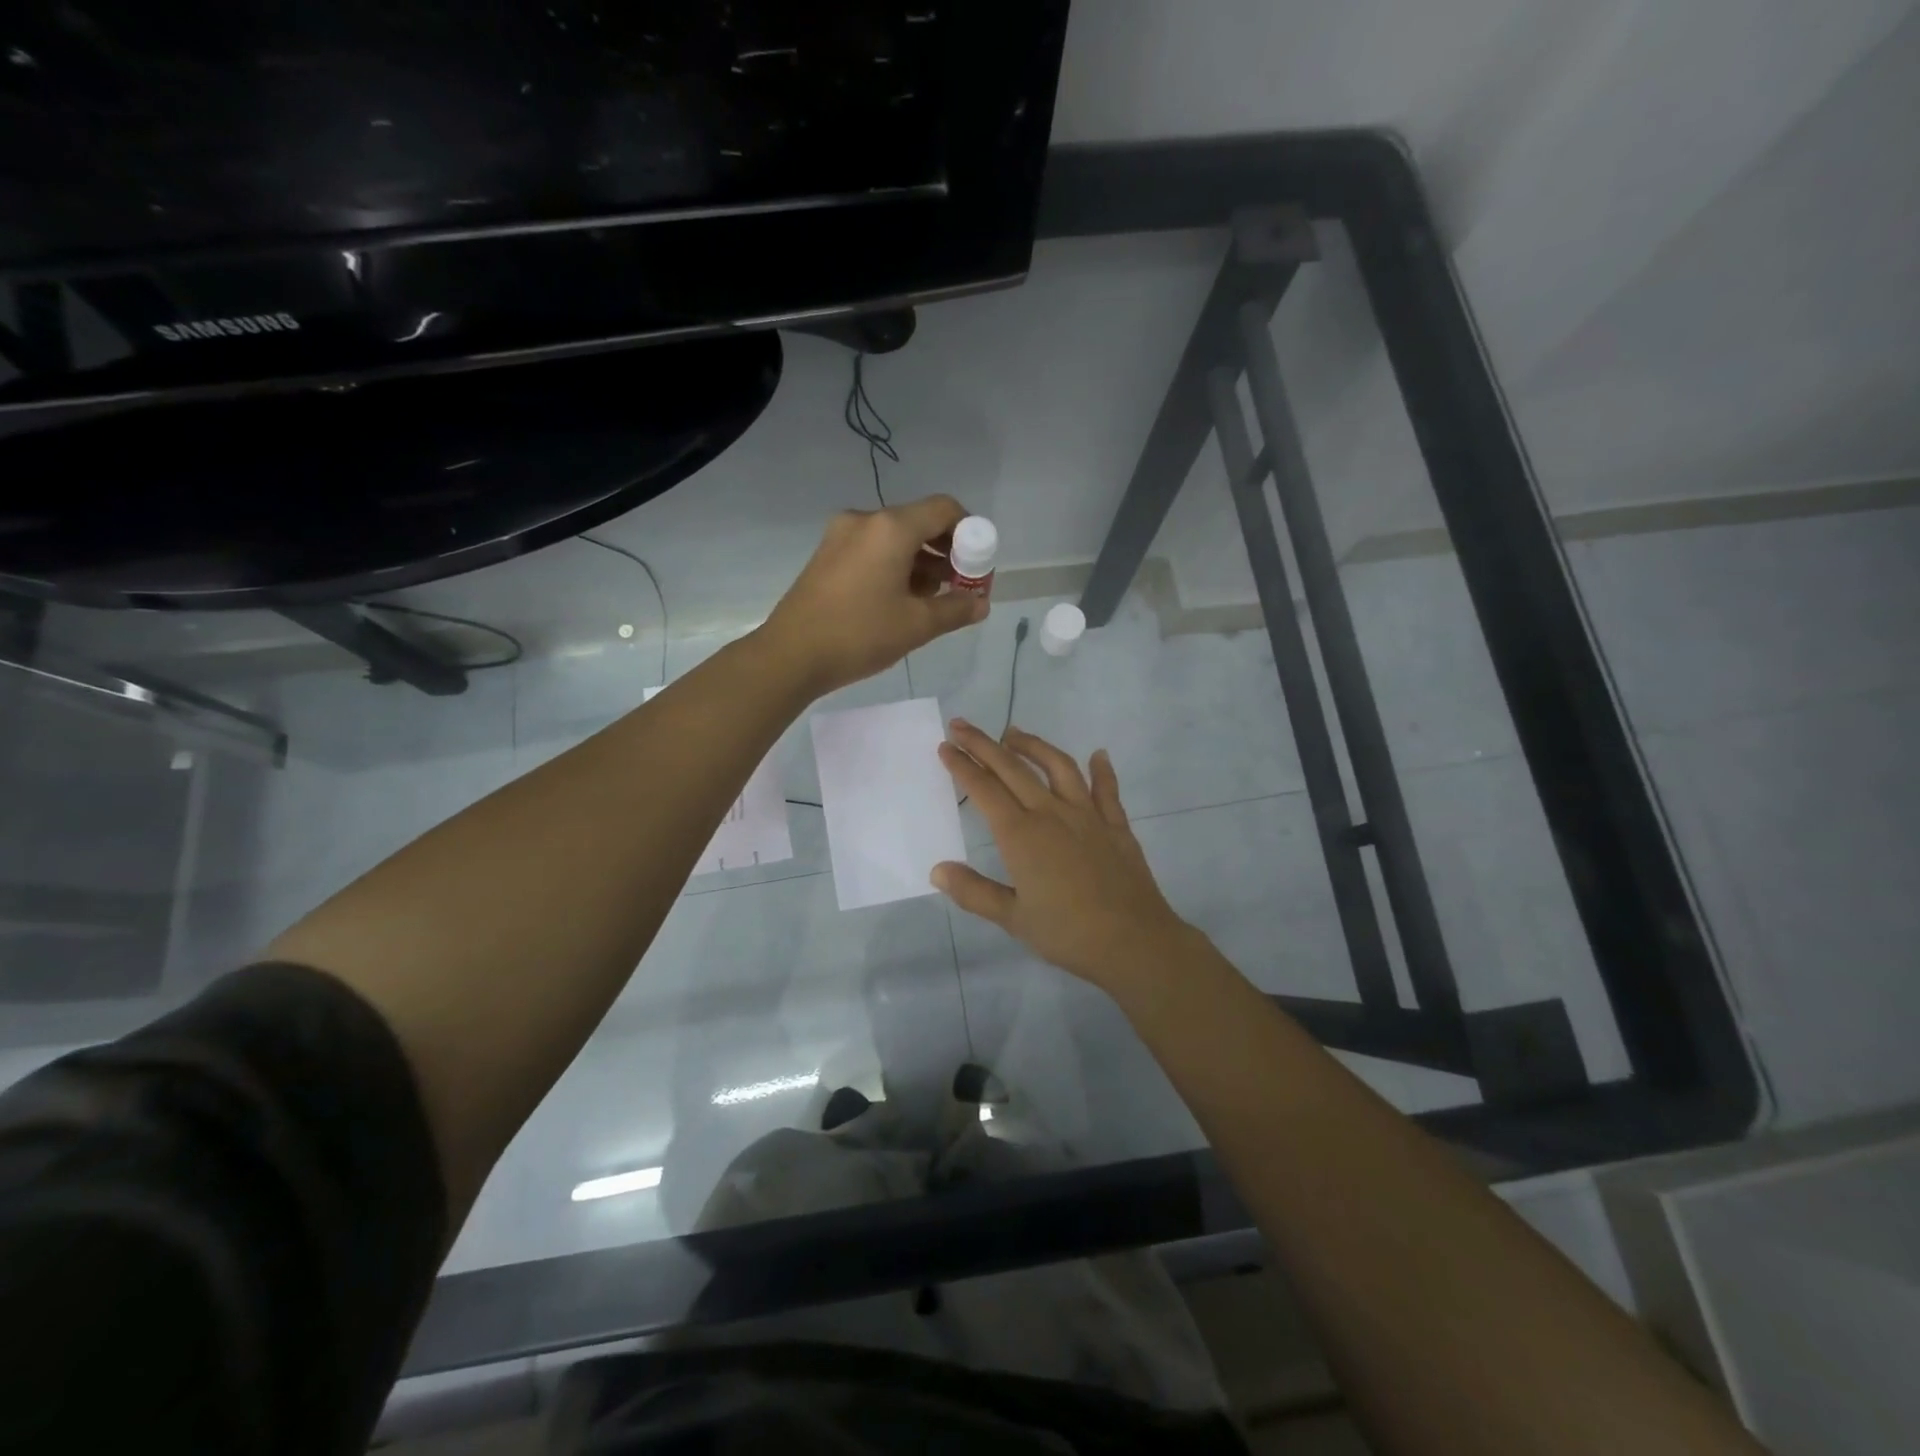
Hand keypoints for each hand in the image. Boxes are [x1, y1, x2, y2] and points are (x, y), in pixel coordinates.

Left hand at [761, 496, 987, 695]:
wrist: (791, 655)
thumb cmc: (859, 634)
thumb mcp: (917, 625)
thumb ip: (956, 609)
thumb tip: (981, 603)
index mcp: (891, 527)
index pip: (944, 509)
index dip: (969, 532)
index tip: (977, 565)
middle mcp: (865, 520)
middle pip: (919, 522)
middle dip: (946, 551)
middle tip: (961, 586)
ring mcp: (841, 536)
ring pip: (895, 538)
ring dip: (921, 562)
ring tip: (934, 600)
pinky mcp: (827, 555)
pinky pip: (873, 550)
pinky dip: (895, 566)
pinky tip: (902, 600)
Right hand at [933, 721, 1197, 997]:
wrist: (1134, 942)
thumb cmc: (1067, 934)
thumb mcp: (1012, 919)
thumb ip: (974, 891)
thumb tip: (938, 869)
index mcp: (1021, 835)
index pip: (984, 790)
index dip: (962, 765)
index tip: (945, 746)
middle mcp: (1052, 814)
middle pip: (1013, 768)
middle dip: (984, 744)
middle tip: (961, 725)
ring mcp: (1088, 816)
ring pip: (1058, 766)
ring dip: (1033, 745)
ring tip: (1014, 733)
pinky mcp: (1116, 825)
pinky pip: (1107, 789)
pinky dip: (1102, 769)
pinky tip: (1098, 755)